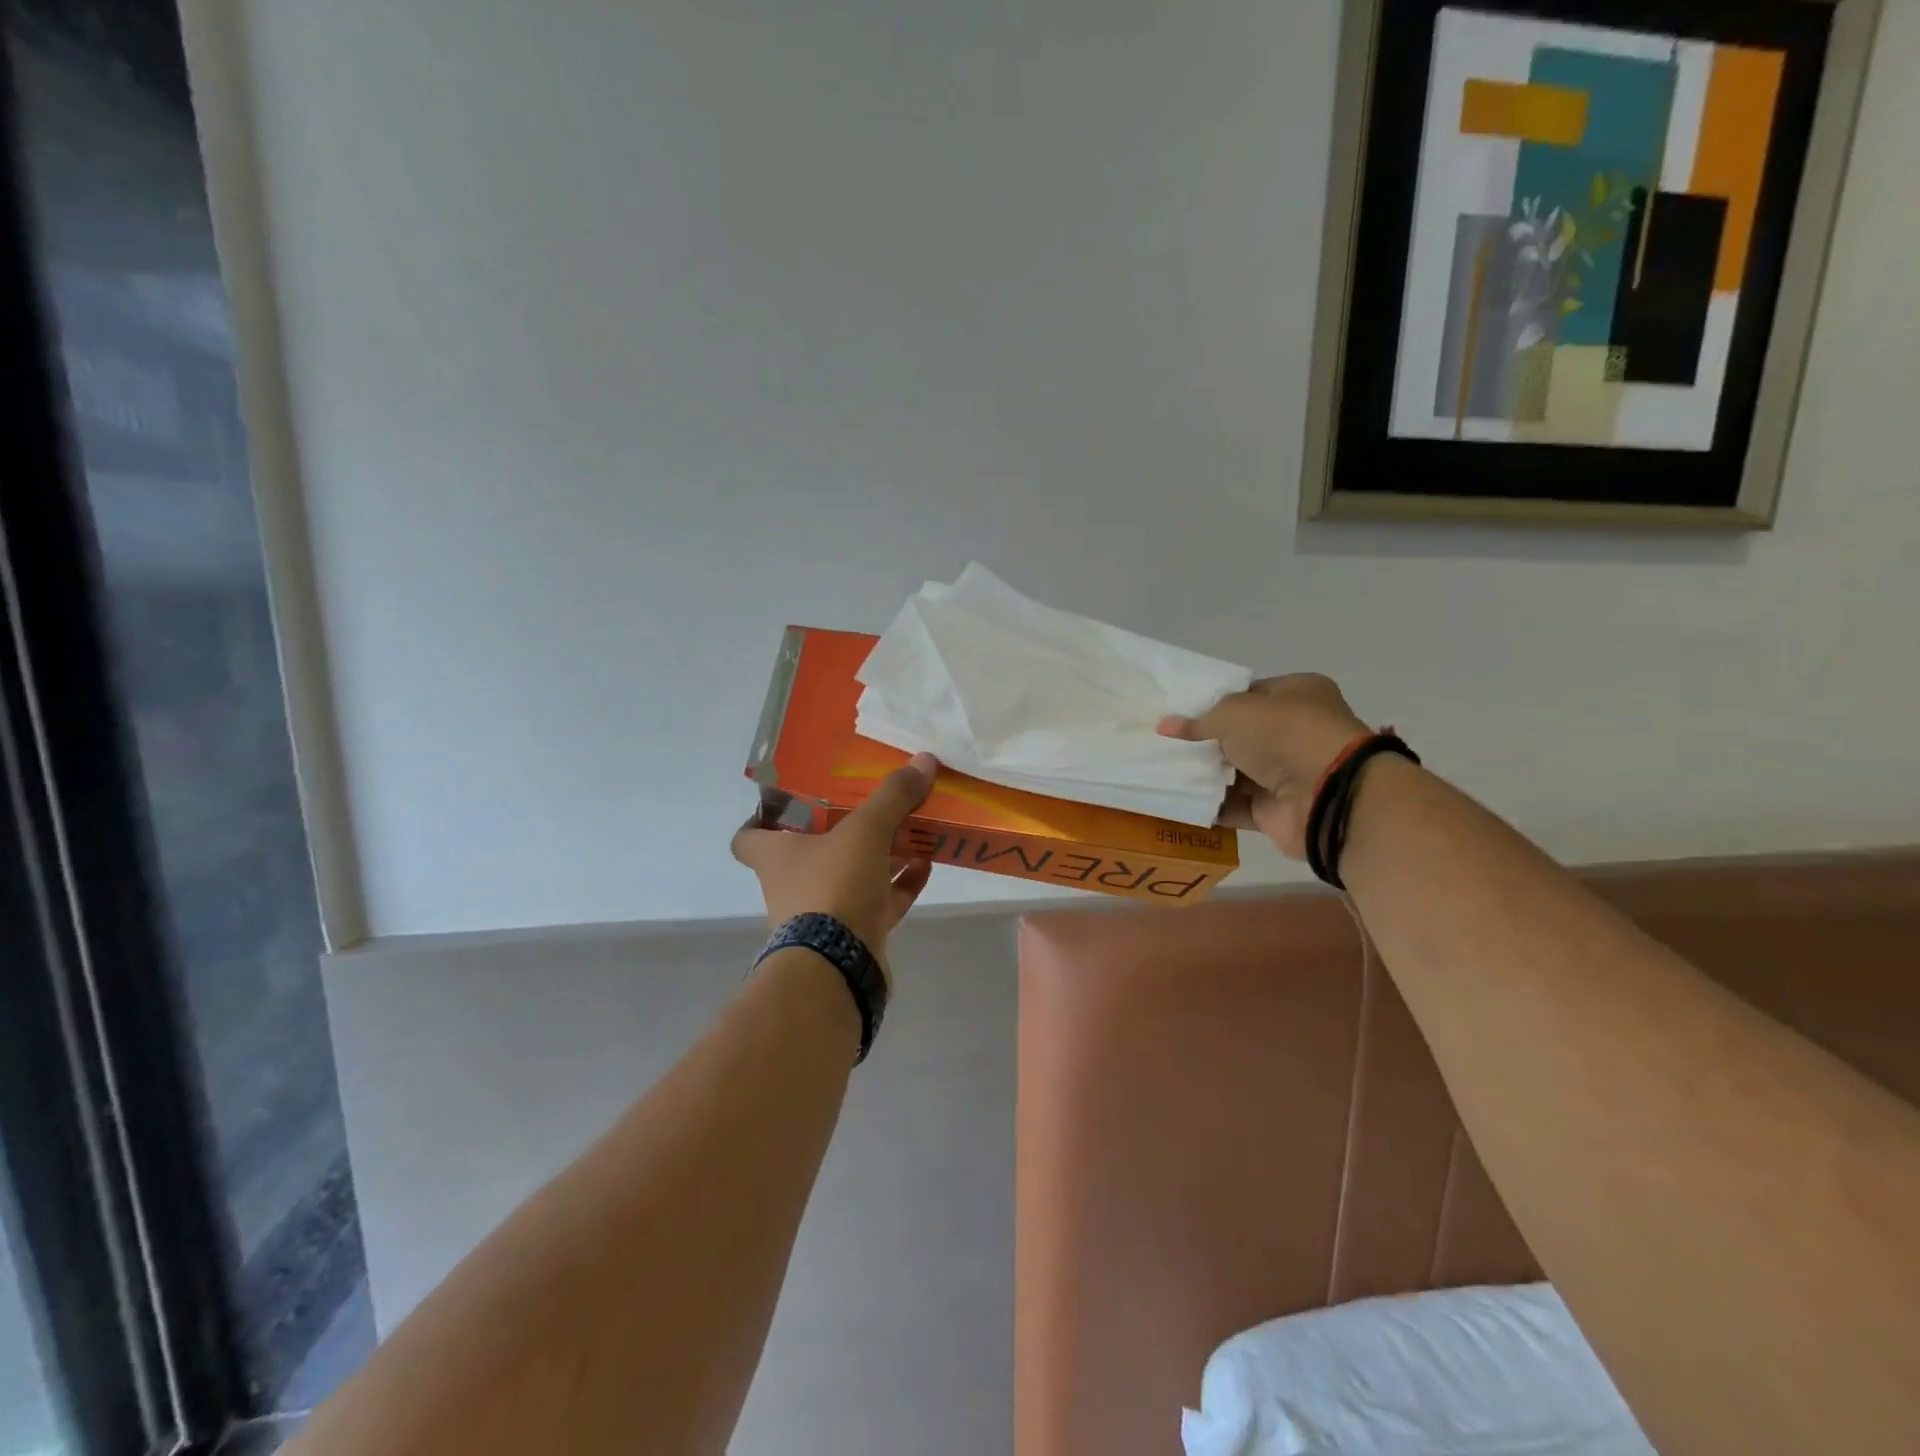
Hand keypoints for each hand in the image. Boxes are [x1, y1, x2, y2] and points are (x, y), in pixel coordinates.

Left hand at [732, 752, 938, 983]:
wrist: (839, 968)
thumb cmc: (833, 887)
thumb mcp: (865, 831)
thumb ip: (892, 796)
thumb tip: (923, 760)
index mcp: (776, 856)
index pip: (748, 836)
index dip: (762, 818)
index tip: (789, 801)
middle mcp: (793, 884)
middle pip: (811, 852)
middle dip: (842, 831)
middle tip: (871, 806)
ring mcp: (823, 914)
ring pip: (850, 876)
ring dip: (878, 857)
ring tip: (911, 830)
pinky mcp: (853, 936)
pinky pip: (879, 902)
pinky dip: (900, 884)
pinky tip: (926, 864)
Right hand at [1157, 674, 1369, 859]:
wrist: (1326, 794)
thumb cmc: (1284, 733)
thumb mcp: (1233, 712)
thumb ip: (1198, 721)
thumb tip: (1165, 726)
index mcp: (1298, 694)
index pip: (1250, 694)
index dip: (1215, 702)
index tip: (1179, 712)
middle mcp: (1296, 732)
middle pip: (1241, 735)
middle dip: (1206, 741)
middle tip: (1165, 743)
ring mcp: (1288, 773)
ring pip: (1236, 772)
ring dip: (1205, 774)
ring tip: (1162, 771)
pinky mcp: (1277, 811)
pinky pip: (1236, 807)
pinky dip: (1211, 806)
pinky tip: (1178, 800)